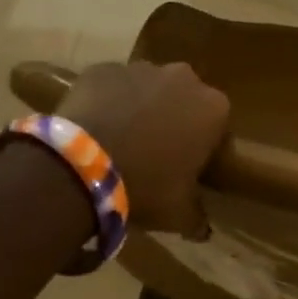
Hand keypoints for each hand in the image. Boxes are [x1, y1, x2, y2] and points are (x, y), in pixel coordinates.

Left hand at [57, 61, 230, 236]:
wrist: (81, 166)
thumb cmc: (145, 186)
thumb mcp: (178, 212)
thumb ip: (196, 217)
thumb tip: (203, 230)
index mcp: (213, 108)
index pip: (216, 124)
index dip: (202, 144)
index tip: (187, 165)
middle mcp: (184, 78)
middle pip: (183, 98)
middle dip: (173, 118)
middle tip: (153, 152)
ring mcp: (141, 68)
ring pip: (147, 88)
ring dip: (140, 107)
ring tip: (119, 140)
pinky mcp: (102, 68)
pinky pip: (110, 86)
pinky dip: (106, 101)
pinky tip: (92, 129)